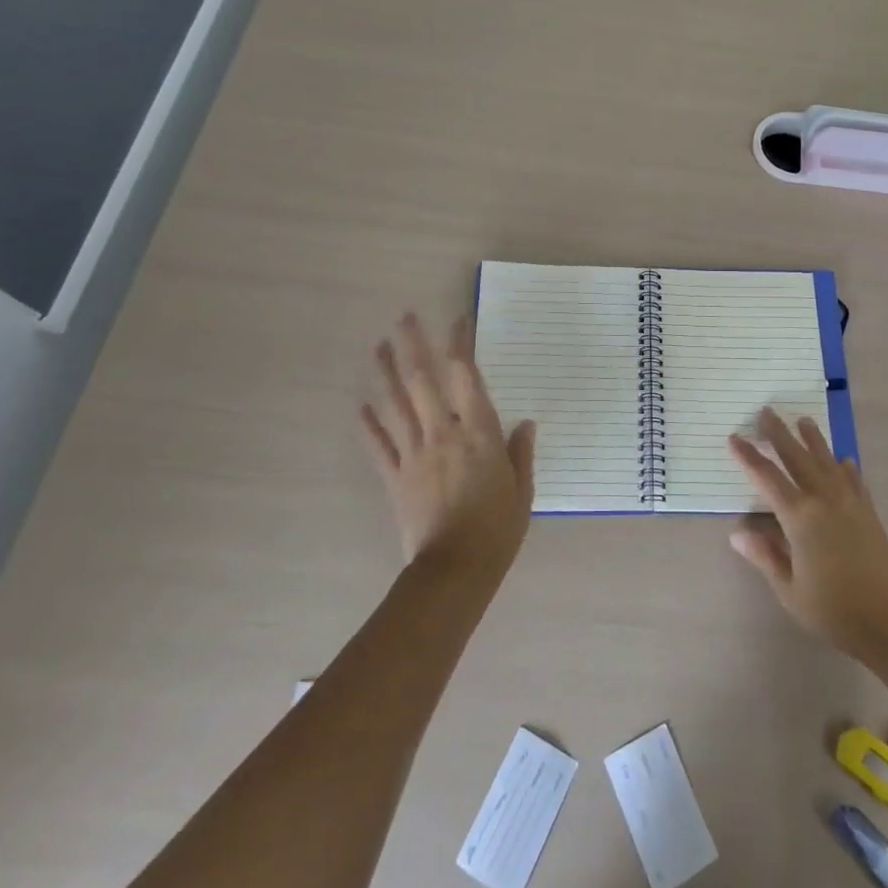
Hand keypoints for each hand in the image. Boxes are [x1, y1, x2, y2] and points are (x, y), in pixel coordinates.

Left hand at [360, 313, 536, 586]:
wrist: (454, 571)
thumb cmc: (497, 530)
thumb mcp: (523, 490)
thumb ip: (520, 453)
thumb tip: (525, 423)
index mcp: (478, 433)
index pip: (466, 376)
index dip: (460, 344)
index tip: (458, 320)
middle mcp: (442, 433)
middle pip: (422, 380)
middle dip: (412, 345)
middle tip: (404, 317)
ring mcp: (414, 454)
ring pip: (395, 405)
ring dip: (385, 373)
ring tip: (378, 346)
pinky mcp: (395, 478)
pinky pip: (379, 445)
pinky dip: (369, 424)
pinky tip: (361, 405)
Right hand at [728, 408, 887, 657]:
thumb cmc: (833, 610)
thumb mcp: (789, 589)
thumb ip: (765, 556)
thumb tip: (737, 533)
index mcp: (800, 518)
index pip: (767, 478)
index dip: (748, 457)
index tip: (734, 437)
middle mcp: (824, 500)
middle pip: (797, 458)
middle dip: (779, 434)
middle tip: (766, 411)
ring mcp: (850, 503)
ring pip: (827, 461)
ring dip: (814, 440)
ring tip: (804, 420)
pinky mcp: (869, 513)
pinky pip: (855, 480)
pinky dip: (846, 467)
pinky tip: (844, 460)